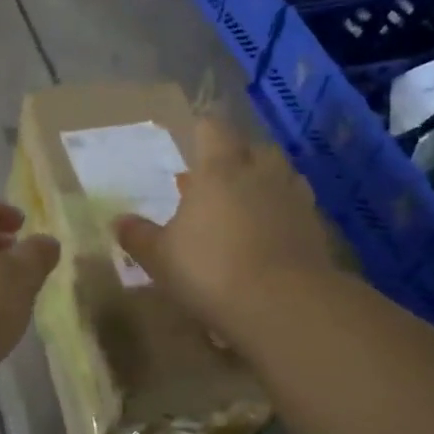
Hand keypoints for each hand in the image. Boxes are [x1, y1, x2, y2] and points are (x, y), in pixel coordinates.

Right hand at [113, 118, 347, 347]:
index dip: (202, 131)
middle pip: (254, 148)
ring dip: (266, 183)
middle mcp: (260, 174)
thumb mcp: (160, 257)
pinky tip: (271, 235)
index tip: (194, 139)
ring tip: (248, 204)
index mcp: (219, 170)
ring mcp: (293, 199)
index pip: (212, 129)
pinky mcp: (316, 228)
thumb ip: (139, 236)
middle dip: (238, 157)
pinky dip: (285, 213)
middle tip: (219, 178)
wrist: (283, 304)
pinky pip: (298, 207)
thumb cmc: (209, 270)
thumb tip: (118, 220)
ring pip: (282, 175)